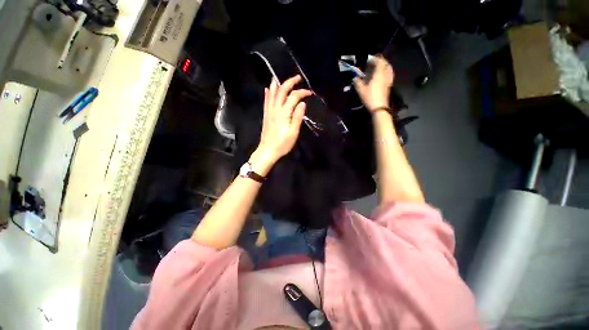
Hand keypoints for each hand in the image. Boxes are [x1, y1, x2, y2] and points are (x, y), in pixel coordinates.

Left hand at [251, 75, 310, 172]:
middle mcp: (275, 109)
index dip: (302, 92)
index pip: (293, 97)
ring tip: (280, 77)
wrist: (268, 150)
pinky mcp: (266, 115)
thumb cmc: (282, 144)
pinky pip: (266, 101)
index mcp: (284, 113)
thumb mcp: (293, 133)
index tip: (310, 93)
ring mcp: (269, 111)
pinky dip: (268, 93)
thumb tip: (302, 103)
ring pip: (272, 93)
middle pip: (282, 91)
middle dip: (290, 82)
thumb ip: (298, 117)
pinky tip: (268, 89)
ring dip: (277, 84)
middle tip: (298, 78)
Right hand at [353, 56, 394, 112]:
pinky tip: (381, 76)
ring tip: (378, 68)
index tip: (369, 59)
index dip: (375, 59)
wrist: (379, 107)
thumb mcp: (361, 90)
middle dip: (380, 61)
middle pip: (386, 64)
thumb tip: (355, 78)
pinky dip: (385, 72)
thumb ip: (357, 82)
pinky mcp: (389, 85)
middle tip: (374, 63)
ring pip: (389, 69)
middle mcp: (386, 74)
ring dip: (384, 67)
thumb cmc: (370, 97)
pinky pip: (389, 75)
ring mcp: (389, 80)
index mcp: (379, 73)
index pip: (380, 61)